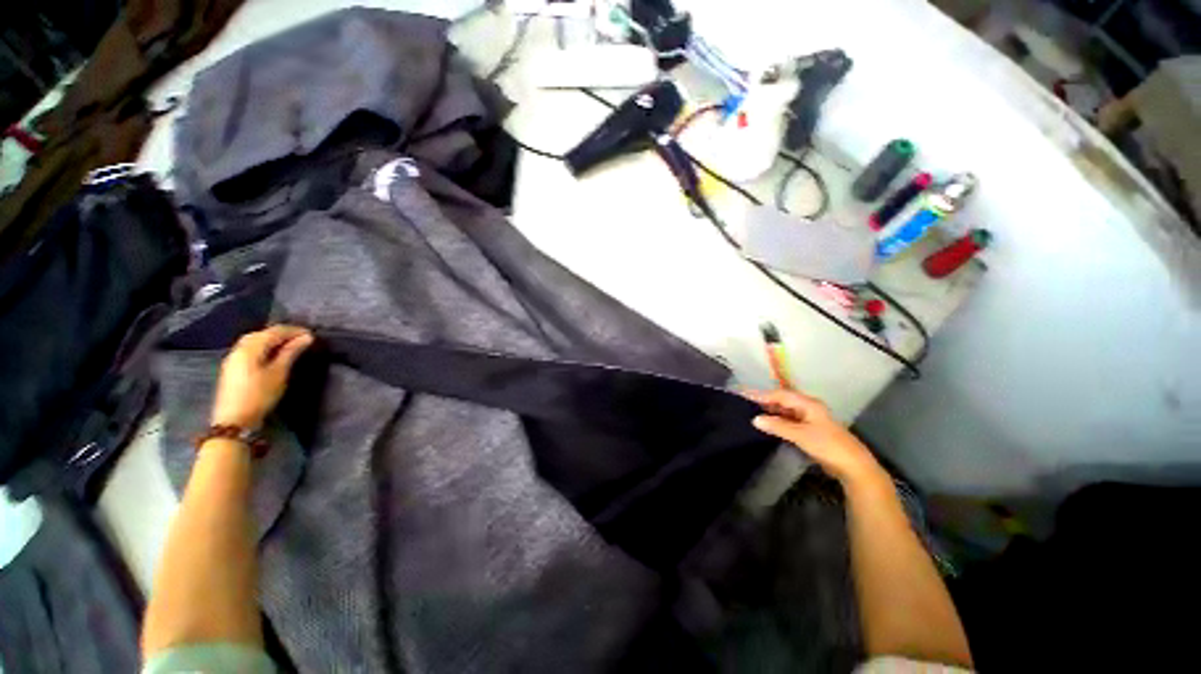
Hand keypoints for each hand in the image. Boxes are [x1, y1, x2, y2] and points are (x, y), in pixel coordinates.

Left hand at [210, 325, 313, 429]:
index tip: (312, 335)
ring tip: (290, 345)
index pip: (274, 331)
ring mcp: (234, 358)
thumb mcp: (279, 373)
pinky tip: (273, 354)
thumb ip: (291, 353)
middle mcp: (239, 348)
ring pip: (255, 341)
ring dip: (273, 340)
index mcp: (250, 347)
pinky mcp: (233, 367)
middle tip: (302, 339)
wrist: (234, 420)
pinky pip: (250, 349)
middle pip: (262, 333)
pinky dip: (264, 347)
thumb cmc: (259, 395)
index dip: (294, 330)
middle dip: (283, 333)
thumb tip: (307, 337)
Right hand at [744, 389, 886, 486]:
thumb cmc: (828, 446)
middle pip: (783, 400)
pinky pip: (790, 421)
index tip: (744, 394)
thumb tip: (755, 419)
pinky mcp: (811, 430)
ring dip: (771, 411)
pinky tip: (769, 425)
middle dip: (765, 401)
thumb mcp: (800, 435)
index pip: (780, 395)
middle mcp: (809, 408)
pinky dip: (778, 421)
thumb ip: (777, 426)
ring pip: (786, 411)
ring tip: (753, 412)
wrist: (854, 467)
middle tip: (746, 402)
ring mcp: (811, 419)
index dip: (761, 394)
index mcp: (808, 404)